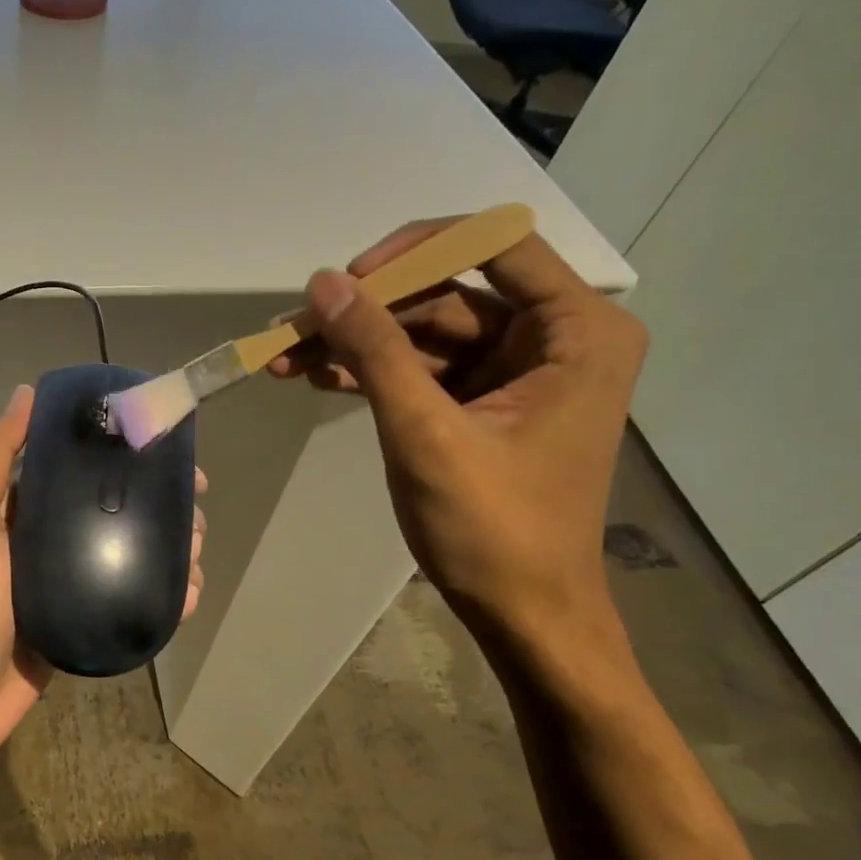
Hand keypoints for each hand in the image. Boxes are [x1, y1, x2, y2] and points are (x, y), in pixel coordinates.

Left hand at [0, 384, 207, 758]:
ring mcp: (69, 584)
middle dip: (159, 507)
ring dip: (169, 549)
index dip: (127, 455)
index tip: (170, 454)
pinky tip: (186, 597)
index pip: (82, 467)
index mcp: (20, 507)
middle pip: (116, 510)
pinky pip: (130, 601)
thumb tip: (27, 393)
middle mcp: (47, 539)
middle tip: (193, 516)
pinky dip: (162, 596)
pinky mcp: (83, 624)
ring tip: (193, 557)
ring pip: (131, 555)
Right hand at [269, 221, 645, 635]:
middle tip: (292, 328)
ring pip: (424, 333)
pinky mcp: (483, 404)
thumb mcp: (426, 433)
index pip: (494, 244)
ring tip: (284, 356)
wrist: (523, 615)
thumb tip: (322, 283)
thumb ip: (375, 351)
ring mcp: (516, 373)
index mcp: (576, 332)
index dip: (416, 250)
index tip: (349, 280)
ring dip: (356, 344)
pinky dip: (371, 373)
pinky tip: (315, 376)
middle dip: (366, 311)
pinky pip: (421, 370)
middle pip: (446, 293)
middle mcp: (554, 339)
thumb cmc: (493, 529)